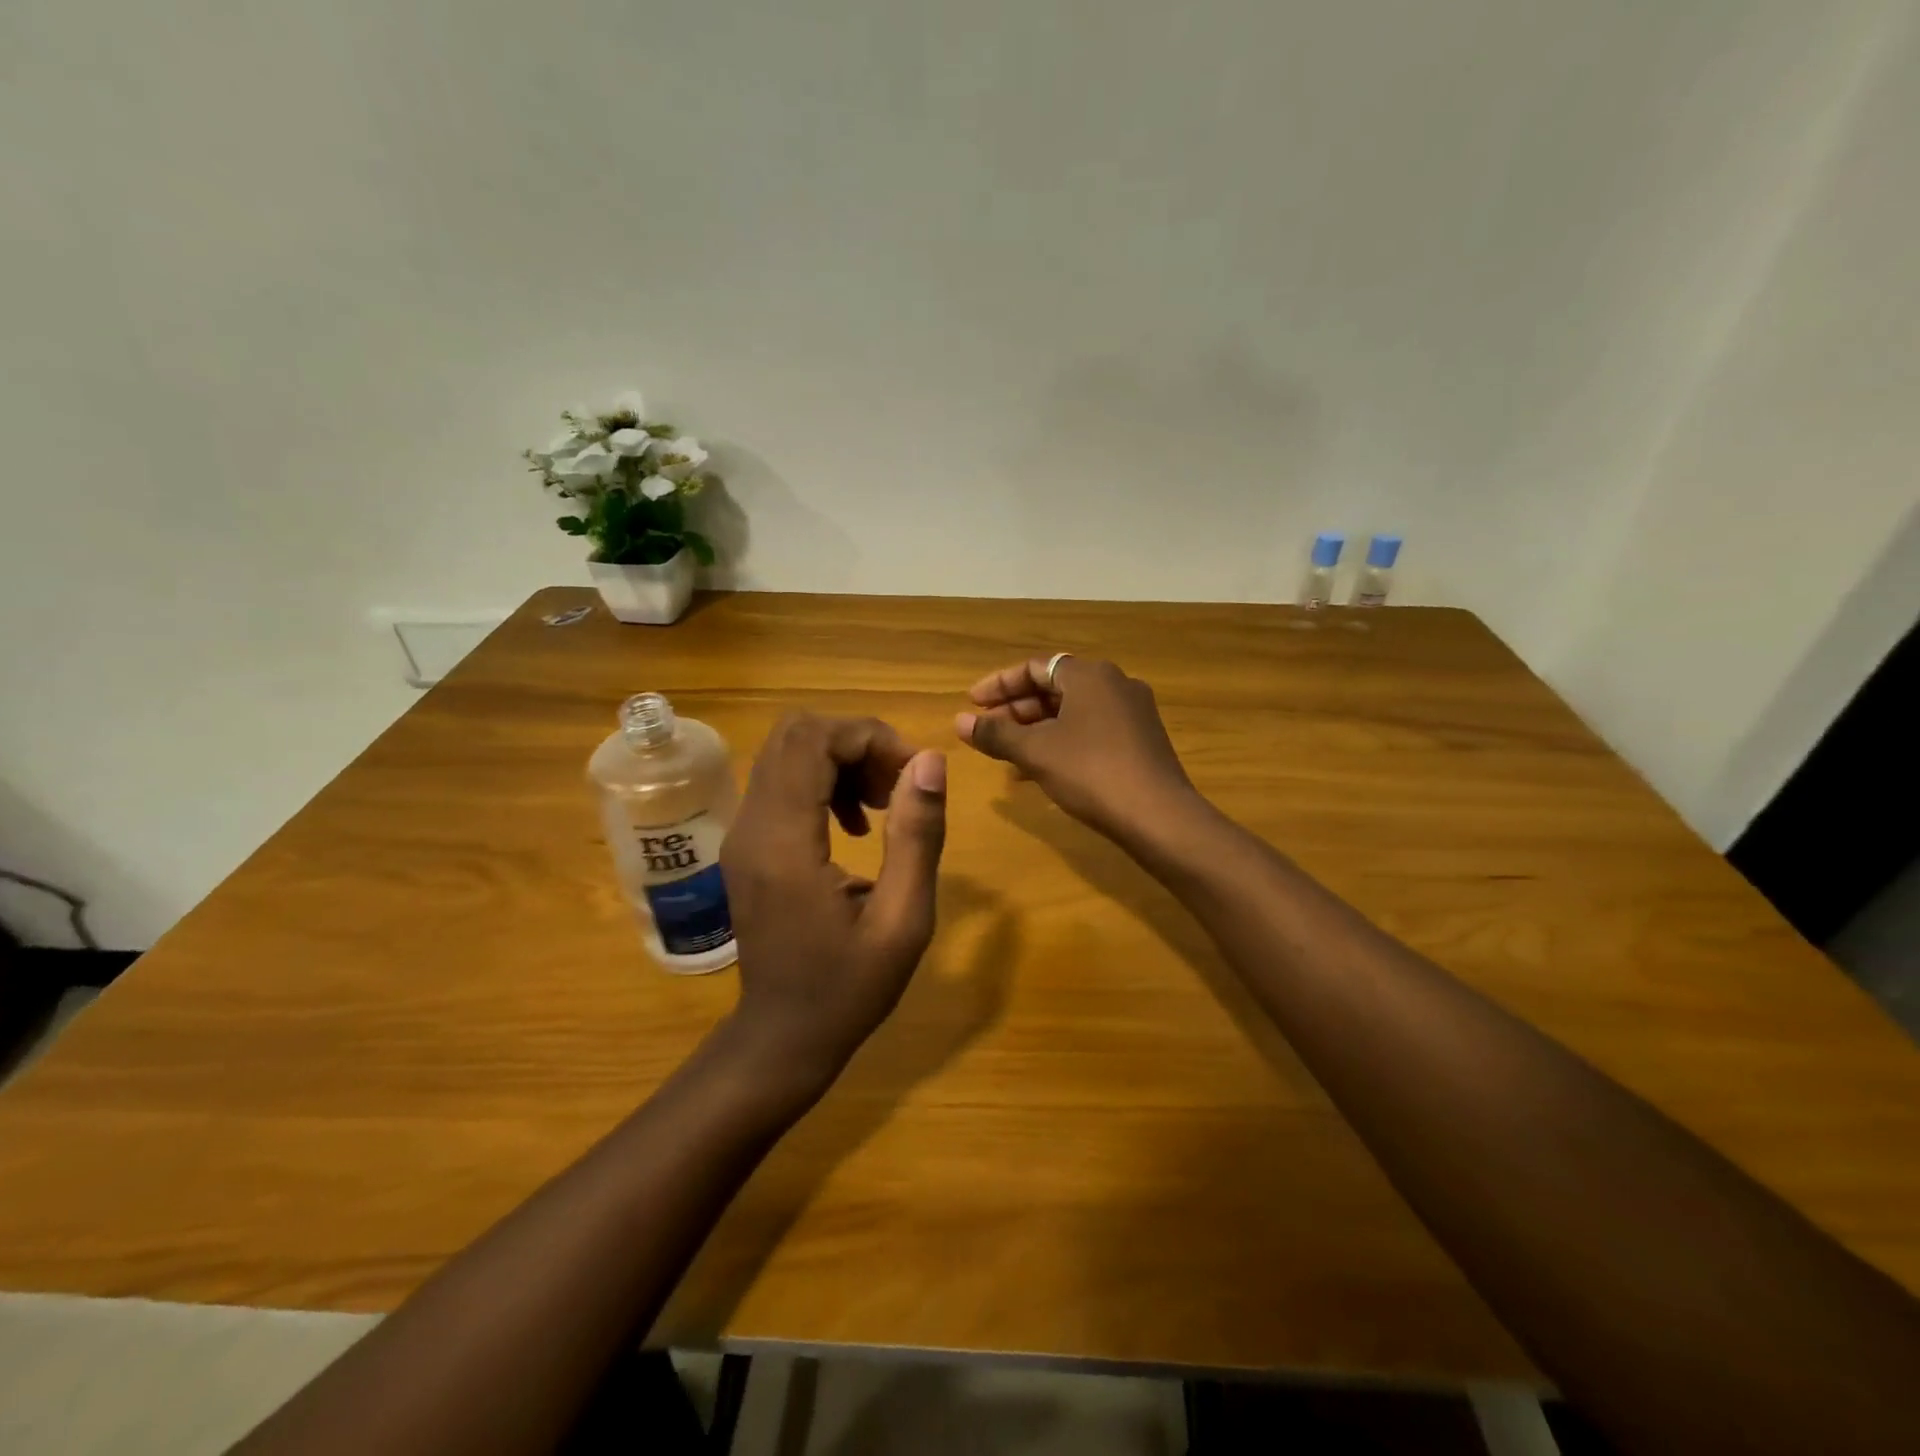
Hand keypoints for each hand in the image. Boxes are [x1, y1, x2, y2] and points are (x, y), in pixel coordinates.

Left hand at [719, 713, 946, 1090]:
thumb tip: (930, 760)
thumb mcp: (903, 921)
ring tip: (884, 803)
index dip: (870, 737)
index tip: (913, 773)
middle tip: (899, 783)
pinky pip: (781, 781)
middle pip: (795, 733)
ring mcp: (742, 834)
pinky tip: (855, 824)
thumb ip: (917, 836)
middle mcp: (751, 826)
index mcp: (785, 843)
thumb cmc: (847, 989)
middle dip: (857, 742)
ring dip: (842, 759)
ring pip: (787, 752)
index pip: (814, 741)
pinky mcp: (746, 844)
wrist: (781, 1037)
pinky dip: (823, 781)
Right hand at [954, 656, 1197, 844]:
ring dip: (1036, 730)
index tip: (972, 704)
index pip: (1035, 667)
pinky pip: (1090, 732)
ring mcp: (1132, 713)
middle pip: (1055, 688)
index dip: (999, 684)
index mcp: (1090, 675)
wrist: (1158, 816)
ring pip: (1072, 713)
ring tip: (1007, 755)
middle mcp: (1115, 685)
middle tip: (987, 732)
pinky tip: (1041, 772)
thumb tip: (959, 722)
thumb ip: (996, 733)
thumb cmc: (1091, 772)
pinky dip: (1061, 743)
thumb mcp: (1036, 752)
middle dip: (1016, 710)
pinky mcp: (1141, 741)